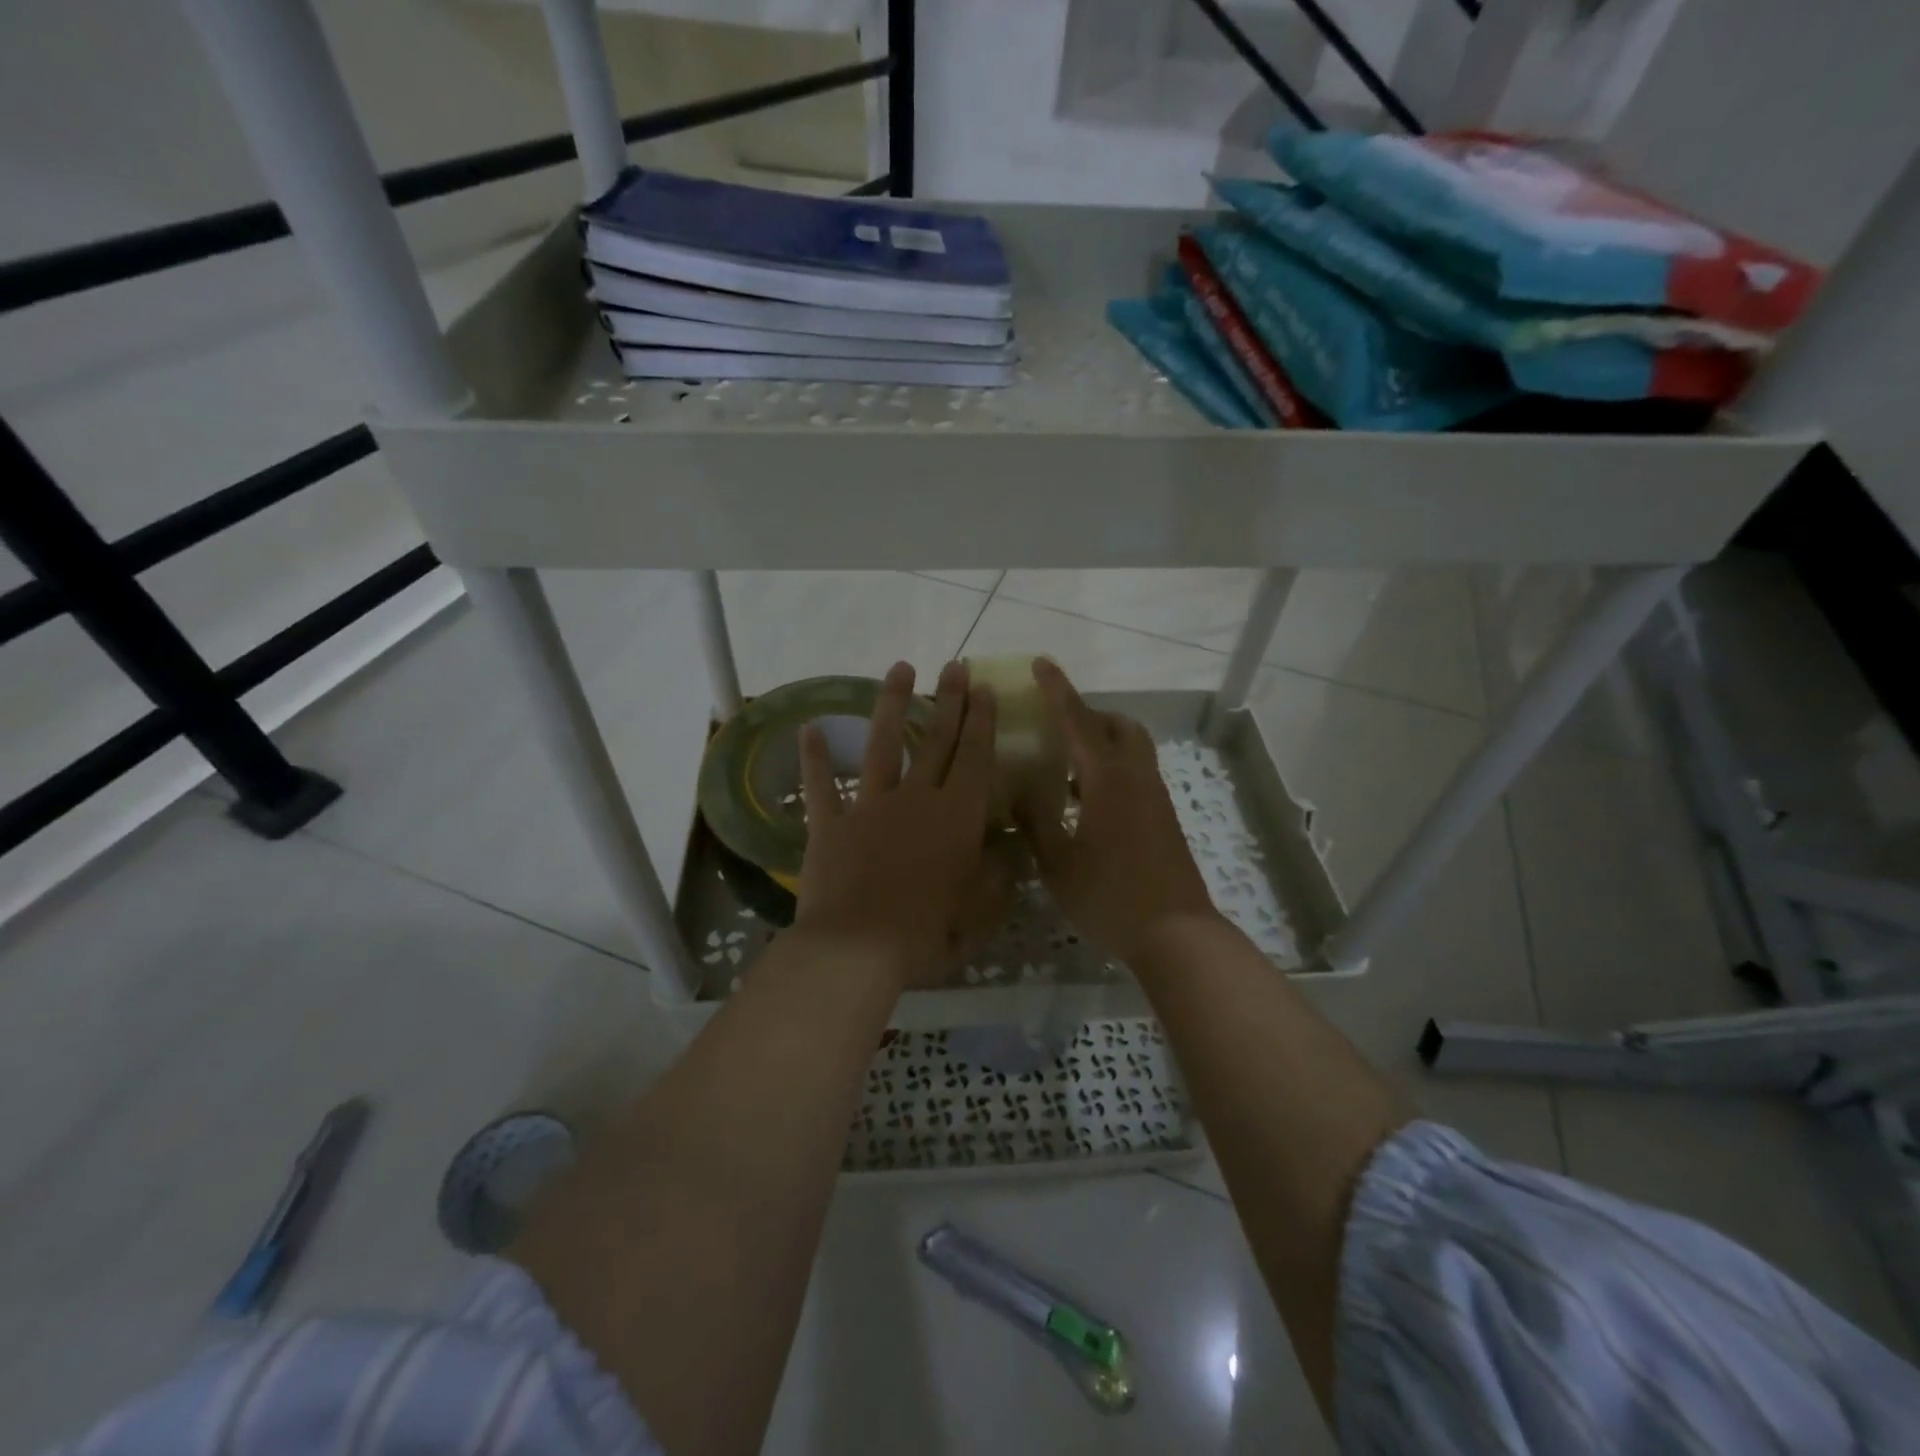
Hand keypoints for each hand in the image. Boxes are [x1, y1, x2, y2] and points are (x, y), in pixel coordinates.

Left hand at [793, 660, 998, 986]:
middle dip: (950, 700)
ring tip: (901, 669)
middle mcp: (916, 800)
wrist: (856, 948)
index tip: (985, 688)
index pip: (975, 758)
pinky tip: (809, 727)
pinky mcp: (831, 824)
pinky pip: (821, 785)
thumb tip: (1005, 856)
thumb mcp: (975, 914)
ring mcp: (870, 807)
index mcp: (957, 818)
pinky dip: (814, 758)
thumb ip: (994, 880)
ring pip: (883, 745)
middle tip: (956, 665)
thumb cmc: (924, 934)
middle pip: (937, 741)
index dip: (982, 721)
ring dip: (893, 705)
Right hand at [1018, 659, 1219, 962]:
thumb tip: (1018, 792)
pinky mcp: (1163, 817)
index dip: (1057, 690)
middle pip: (1118, 726)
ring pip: (1131, 749)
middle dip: (1089, 716)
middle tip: (1057, 729)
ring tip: (1065, 771)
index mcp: (1107, 779)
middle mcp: (1136, 777)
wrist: (1175, 933)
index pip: (1077, 721)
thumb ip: (1035, 821)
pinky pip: (1136, 774)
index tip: (1041, 663)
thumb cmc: (1109, 896)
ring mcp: (1155, 797)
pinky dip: (1111, 770)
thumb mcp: (1058, 861)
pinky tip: (1086, 805)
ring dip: (1102, 744)